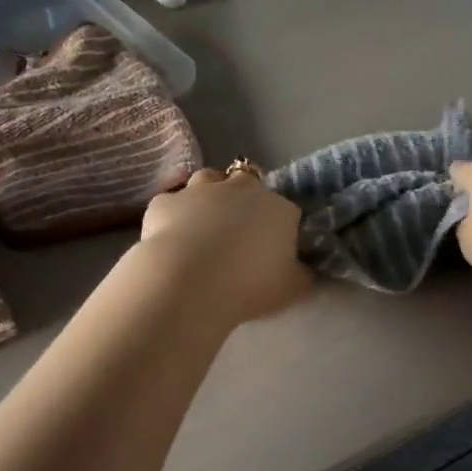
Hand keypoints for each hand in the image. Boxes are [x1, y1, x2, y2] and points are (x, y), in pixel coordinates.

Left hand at [139, 169, 309, 323]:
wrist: (188, 281)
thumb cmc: (249, 285)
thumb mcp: (292, 290)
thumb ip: (303, 275)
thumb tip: (306, 270)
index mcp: (278, 208)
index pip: (287, 211)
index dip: (280, 228)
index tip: (274, 250)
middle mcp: (241, 190)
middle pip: (247, 183)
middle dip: (243, 200)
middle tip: (238, 232)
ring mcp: (201, 190)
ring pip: (209, 180)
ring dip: (209, 196)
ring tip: (204, 226)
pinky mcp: (165, 201)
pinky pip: (173, 204)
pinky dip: (174, 216)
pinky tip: (171, 239)